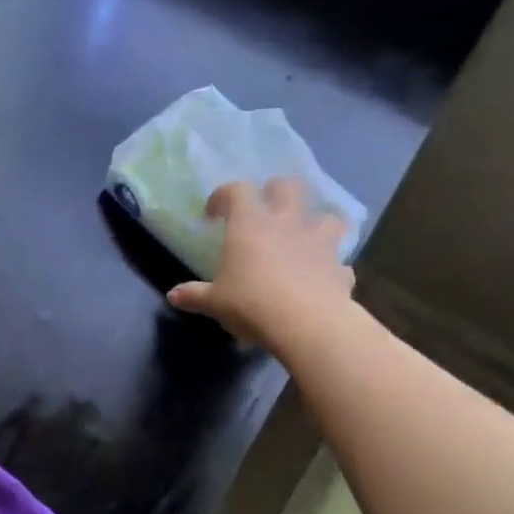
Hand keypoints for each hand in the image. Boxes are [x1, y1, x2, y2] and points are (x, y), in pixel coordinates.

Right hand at [166, 178, 353, 349]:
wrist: (308, 325)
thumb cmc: (251, 303)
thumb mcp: (214, 302)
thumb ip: (194, 295)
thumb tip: (173, 296)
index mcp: (250, 224)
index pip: (237, 191)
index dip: (223, 196)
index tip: (213, 213)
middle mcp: (287, 224)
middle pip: (289, 187)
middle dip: (277, 192)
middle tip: (265, 209)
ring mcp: (319, 243)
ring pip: (328, 217)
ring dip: (317, 223)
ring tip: (305, 238)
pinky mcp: (341, 268)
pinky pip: (339, 262)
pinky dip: (331, 267)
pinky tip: (322, 279)